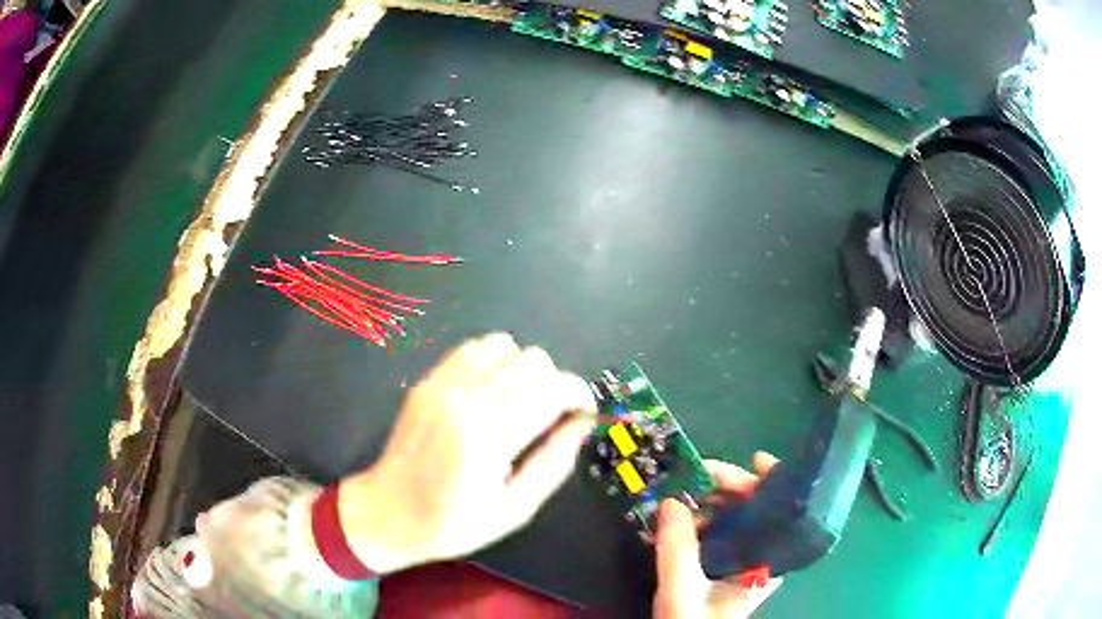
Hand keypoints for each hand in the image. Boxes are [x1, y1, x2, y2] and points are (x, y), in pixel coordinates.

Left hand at [338, 333, 596, 573]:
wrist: (387, 512)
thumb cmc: (452, 524)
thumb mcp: (514, 509)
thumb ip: (554, 462)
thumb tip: (583, 423)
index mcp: (489, 438)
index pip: (552, 389)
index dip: (580, 395)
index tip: (584, 414)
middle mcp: (465, 400)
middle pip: (533, 361)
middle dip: (555, 384)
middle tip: (551, 418)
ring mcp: (441, 385)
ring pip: (505, 345)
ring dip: (524, 370)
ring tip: (520, 403)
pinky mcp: (427, 381)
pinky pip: (473, 348)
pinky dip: (494, 362)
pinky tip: (492, 393)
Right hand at [654, 452, 782, 618]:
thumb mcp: (681, 589)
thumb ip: (676, 548)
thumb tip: (670, 501)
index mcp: (765, 563)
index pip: (783, 513)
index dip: (773, 482)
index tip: (755, 459)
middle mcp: (759, 557)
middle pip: (755, 510)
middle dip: (728, 489)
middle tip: (696, 476)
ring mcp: (740, 561)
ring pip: (733, 519)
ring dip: (707, 504)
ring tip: (677, 500)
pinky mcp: (721, 565)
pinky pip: (715, 533)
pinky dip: (697, 521)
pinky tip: (675, 519)